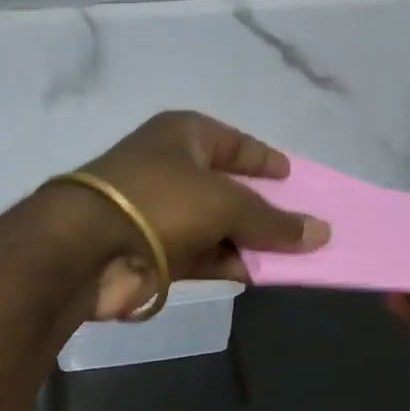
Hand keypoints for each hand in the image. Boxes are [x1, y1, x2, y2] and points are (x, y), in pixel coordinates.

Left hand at [77, 112, 328, 320]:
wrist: (88, 249)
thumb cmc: (161, 202)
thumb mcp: (226, 203)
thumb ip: (273, 220)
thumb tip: (321, 232)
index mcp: (182, 136)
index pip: (233, 142)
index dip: (262, 158)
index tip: (291, 176)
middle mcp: (170, 169)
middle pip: (226, 187)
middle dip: (261, 207)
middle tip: (300, 223)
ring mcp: (160, 213)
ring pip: (216, 226)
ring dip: (248, 241)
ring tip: (291, 255)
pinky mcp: (154, 253)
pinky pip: (201, 255)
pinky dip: (227, 263)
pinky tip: (257, 274)